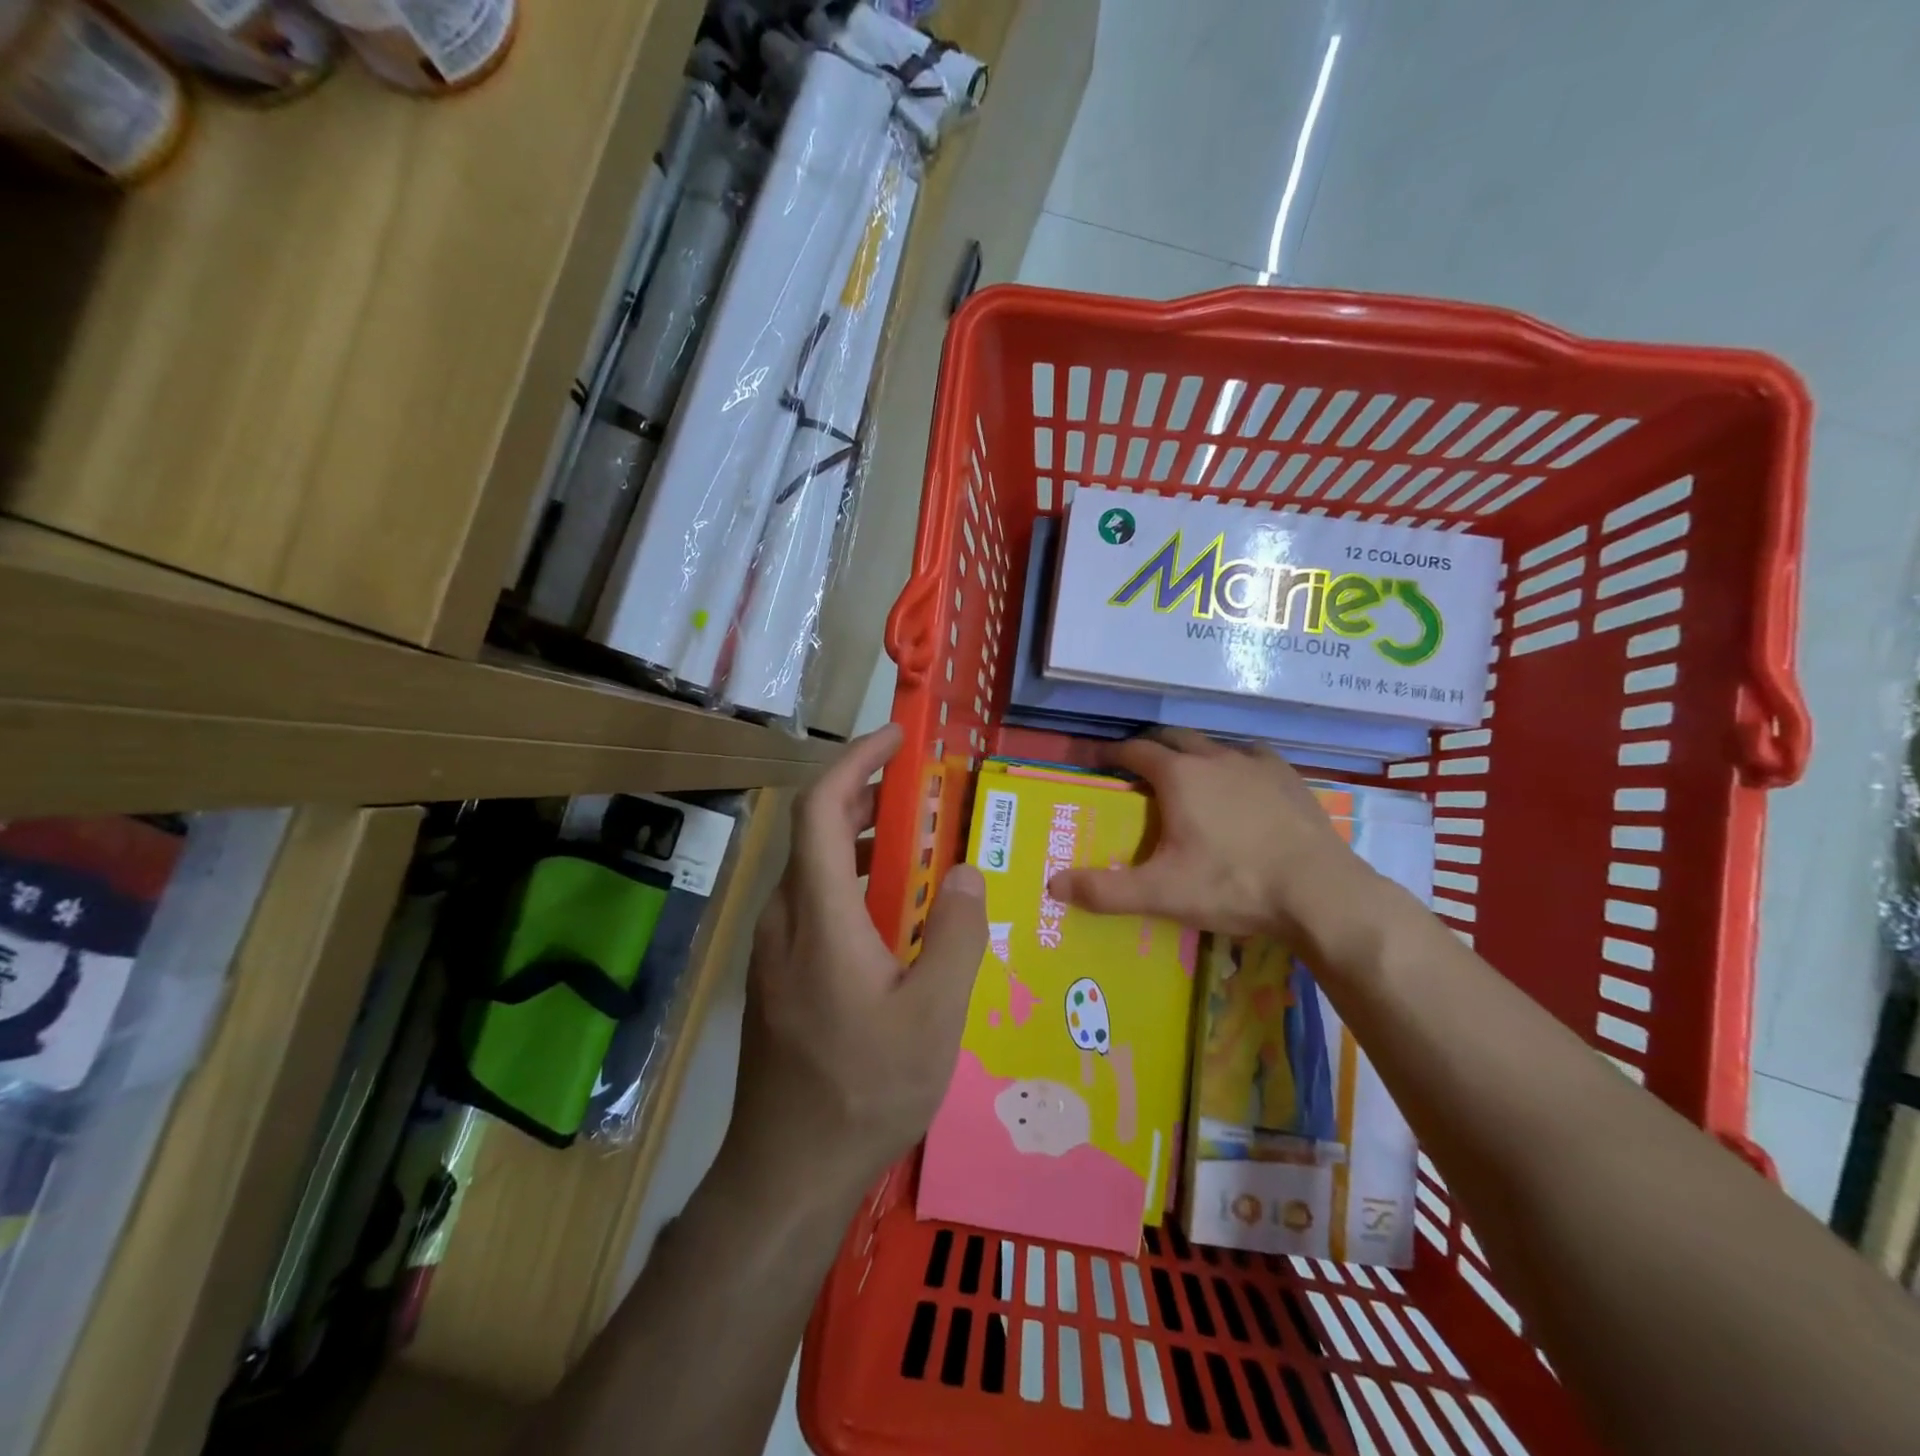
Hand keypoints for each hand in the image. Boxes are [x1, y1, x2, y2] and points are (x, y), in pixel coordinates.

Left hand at [726, 725, 987, 1199]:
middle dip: (865, 795)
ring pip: (814, 868)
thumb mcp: (934, 1016)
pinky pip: (814, 904)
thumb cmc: (864, 1089)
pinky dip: (852, 882)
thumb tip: (968, 872)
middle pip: (815, 830)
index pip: (822, 807)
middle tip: (919, 791)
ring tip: (917, 850)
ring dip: (860, 841)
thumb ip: (958, 935)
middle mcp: (785, 918)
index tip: (896, 739)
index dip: (856, 760)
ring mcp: (773, 948)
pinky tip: (893, 917)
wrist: (786, 1170)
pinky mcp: (777, 974)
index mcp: (818, 914)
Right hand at [1047, 729, 1382, 946]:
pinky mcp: (1289, 777)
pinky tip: (1240, 783)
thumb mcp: (1162, 893)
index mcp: (1179, 777)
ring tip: (1186, 776)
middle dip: (1150, 747)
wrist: (1320, 892)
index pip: (1135, 750)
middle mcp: (1214, 758)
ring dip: (1192, 753)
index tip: (1097, 760)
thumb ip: (1105, 890)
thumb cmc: (1233, 886)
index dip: (1111, 752)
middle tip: (1137, 768)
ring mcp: (1256, 764)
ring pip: (1213, 745)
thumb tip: (1053, 885)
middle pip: (1173, 738)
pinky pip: (1251, 757)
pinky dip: (1234, 763)